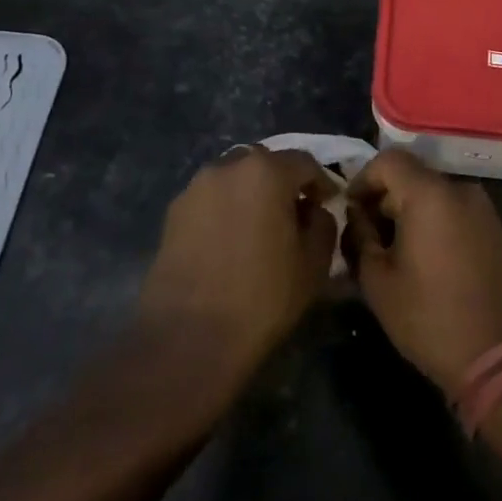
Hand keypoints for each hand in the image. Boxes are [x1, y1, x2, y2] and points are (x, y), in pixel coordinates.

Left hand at [136, 146, 338, 396]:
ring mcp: (196, 187)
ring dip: (251, 193)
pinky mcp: (173, 212)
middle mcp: (228, 167)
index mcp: (266, 171)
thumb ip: (323, 224)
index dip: (321, 182)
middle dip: (283, 182)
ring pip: (234, 177)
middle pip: (265, 162)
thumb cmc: (262, 298)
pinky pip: (211, 198)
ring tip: (259, 227)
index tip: (328, 204)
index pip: (304, 162)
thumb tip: (313, 211)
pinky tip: (230, 242)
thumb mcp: (314, 264)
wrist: (188, 337)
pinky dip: (225, 209)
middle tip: (294, 213)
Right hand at [347, 149, 501, 392]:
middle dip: (383, 198)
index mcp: (429, 194)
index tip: (350, 210)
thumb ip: (360, 238)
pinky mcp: (493, 228)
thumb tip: (356, 216)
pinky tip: (420, 257)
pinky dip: (431, 220)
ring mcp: (481, 207)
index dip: (362, 179)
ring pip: (432, 193)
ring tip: (390, 249)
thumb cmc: (431, 317)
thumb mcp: (379, 281)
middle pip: (411, 175)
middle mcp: (458, 189)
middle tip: (365, 234)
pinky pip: (452, 209)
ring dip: (407, 211)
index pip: (388, 160)